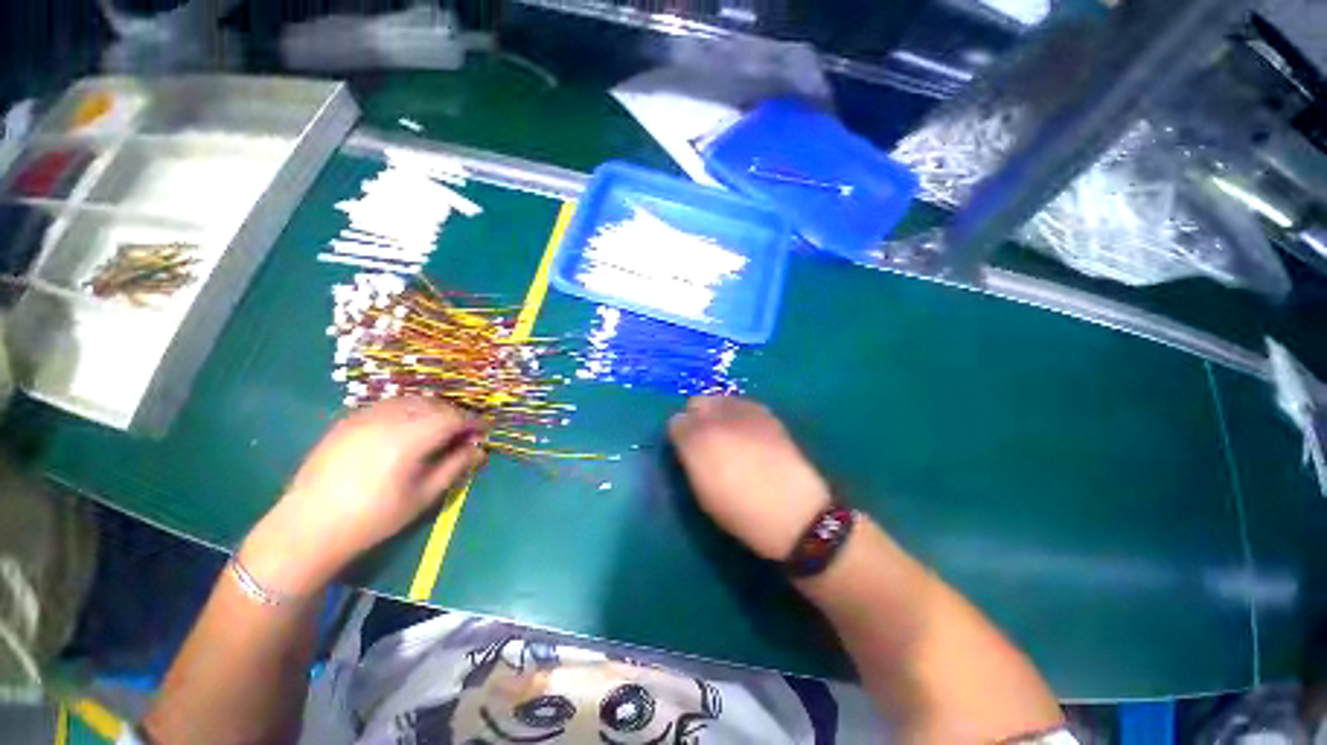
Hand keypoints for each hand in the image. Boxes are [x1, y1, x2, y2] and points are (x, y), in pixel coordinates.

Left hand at [241, 398, 485, 593]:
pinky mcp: (348, 419)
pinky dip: (409, 411)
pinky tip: (407, 431)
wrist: (308, 527)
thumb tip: (480, 450)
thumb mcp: (423, 496)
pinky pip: (389, 405)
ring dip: (433, 411)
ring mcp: (365, 415)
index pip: (453, 417)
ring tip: (438, 432)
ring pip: (412, 401)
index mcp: (409, 437)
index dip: (474, 422)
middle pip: (435, 404)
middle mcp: (388, 418)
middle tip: (463, 434)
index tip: (485, 432)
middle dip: (455, 415)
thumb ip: (455, 467)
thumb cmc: (373, 517)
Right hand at [669, 397, 831, 559]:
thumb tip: (688, 445)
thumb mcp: (702, 492)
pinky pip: (743, 403)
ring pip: (720, 399)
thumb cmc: (740, 510)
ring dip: (718, 412)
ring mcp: (743, 412)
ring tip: (728, 432)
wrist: (791, 509)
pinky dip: (740, 413)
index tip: (686, 446)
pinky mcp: (765, 413)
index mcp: (696, 441)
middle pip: (697, 402)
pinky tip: (748, 431)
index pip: (676, 422)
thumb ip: (691, 461)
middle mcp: (716, 419)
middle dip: (697, 416)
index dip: (680, 434)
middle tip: (705, 436)